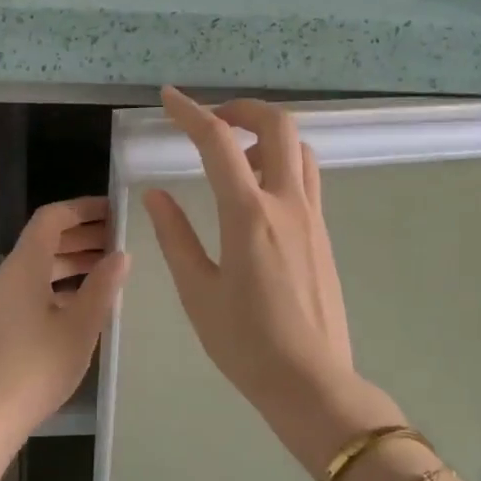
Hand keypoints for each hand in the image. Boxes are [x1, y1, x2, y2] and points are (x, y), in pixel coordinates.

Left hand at [0, 197, 128, 480]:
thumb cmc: (37, 367)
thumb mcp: (80, 326)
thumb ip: (103, 286)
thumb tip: (120, 254)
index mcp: (25, 266)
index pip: (52, 218)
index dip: (83, 209)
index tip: (116, 212)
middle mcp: (10, 275)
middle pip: (46, 240)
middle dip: (83, 235)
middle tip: (121, 240)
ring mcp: (3, 300)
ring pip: (41, 266)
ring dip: (74, 261)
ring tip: (111, 269)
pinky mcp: (3, 324)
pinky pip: (35, 289)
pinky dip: (62, 285)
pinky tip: (87, 303)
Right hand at [143, 88, 398, 474]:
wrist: (310, 382)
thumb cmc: (246, 344)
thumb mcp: (198, 292)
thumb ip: (175, 236)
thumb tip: (156, 194)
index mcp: (249, 216)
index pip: (219, 143)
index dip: (191, 113)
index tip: (169, 98)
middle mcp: (287, 204)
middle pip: (278, 126)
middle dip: (243, 109)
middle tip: (213, 121)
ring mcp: (313, 217)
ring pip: (300, 149)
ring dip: (268, 135)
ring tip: (235, 155)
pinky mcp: (324, 234)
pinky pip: (307, 177)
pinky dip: (282, 162)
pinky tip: (258, 192)